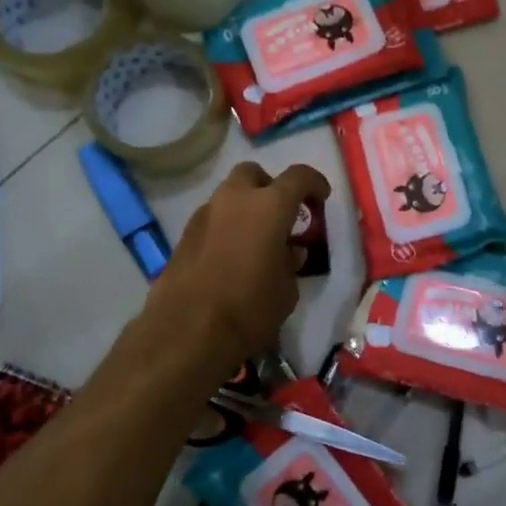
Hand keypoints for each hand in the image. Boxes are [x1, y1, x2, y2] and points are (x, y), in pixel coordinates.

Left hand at [144, 162, 330, 374]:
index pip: (298, 176)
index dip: (314, 183)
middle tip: (281, 214)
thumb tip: (289, 252)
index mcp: (269, 206)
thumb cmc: (250, 308)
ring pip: (228, 196)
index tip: (321, 197)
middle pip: (253, 174)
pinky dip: (225, 228)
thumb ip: (291, 262)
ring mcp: (204, 215)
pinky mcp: (183, 236)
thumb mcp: (287, 290)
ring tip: (255, 239)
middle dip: (269, 186)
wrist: (187, 332)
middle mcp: (234, 200)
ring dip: (244, 208)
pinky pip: (212, 220)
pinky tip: (230, 257)